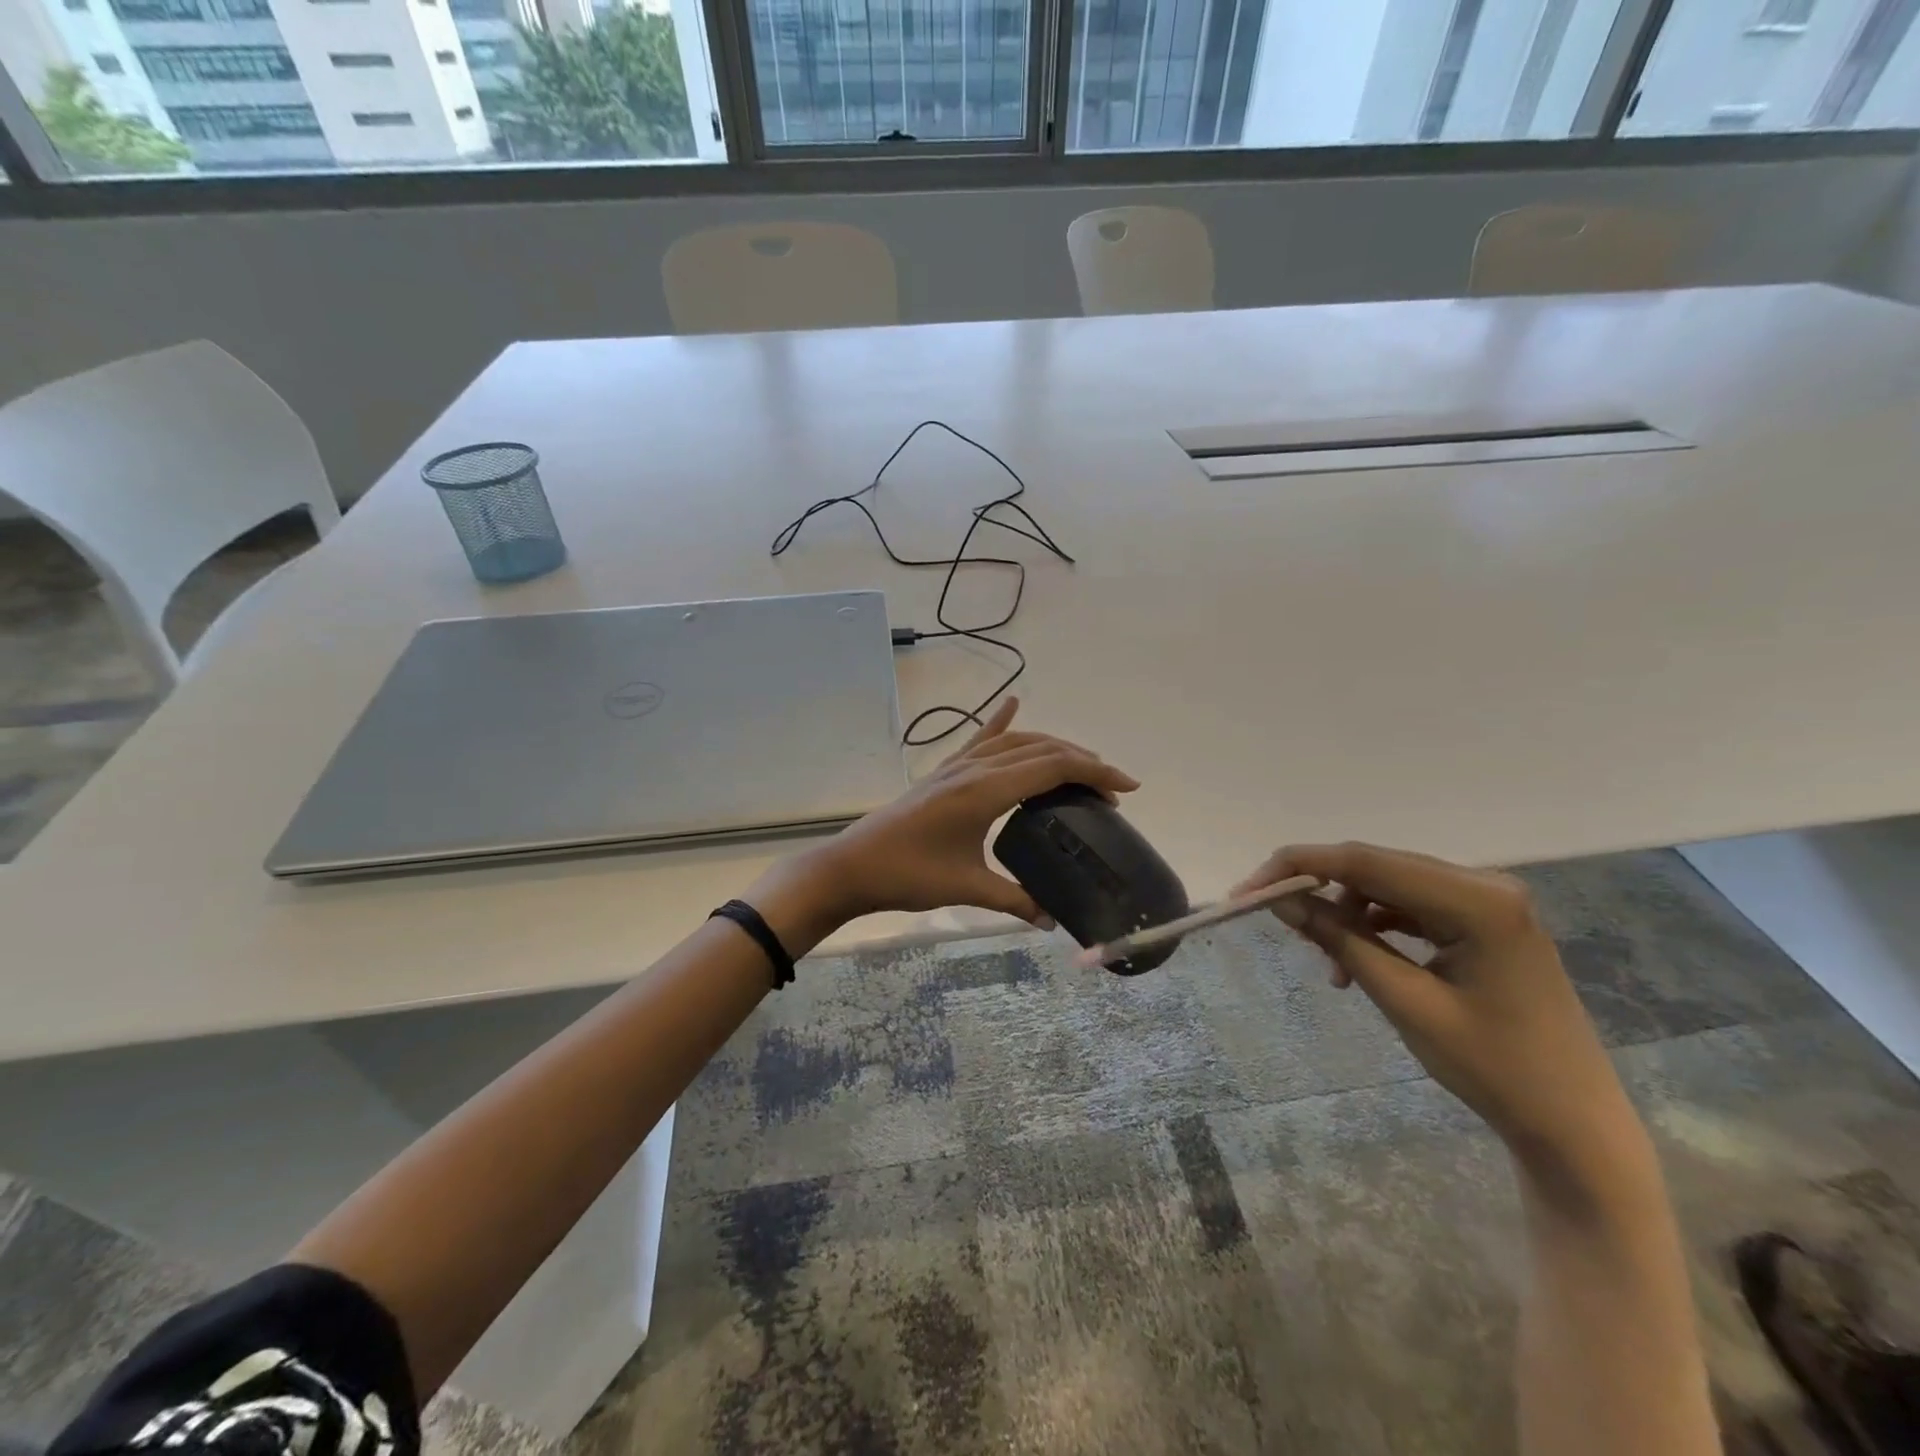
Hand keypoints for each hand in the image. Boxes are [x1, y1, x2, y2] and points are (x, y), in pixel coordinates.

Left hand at [750, 698, 1137, 946]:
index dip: (1095, 772)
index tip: (1127, 788)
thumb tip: (1053, 920)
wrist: (853, 865)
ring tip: (1081, 764)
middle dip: (1083, 762)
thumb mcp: (966, 888)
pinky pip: (980, 739)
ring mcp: (957, 766)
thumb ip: (1015, 900)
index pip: (1052, 766)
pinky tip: (1013, 703)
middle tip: (1112, 789)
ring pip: (1016, 741)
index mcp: (985, 790)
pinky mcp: (944, 772)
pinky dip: (1001, 721)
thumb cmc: (908, 875)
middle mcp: (975, 768)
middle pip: (1041, 749)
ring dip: (1052, 747)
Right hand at [1236, 843, 1641, 1188]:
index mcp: (1476, 899)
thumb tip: (1280, 899)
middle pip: (1375, 866)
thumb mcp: (1405, 1002)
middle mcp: (1484, 884)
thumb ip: (1341, 940)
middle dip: (1318, 889)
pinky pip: (1410, 905)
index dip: (1298, 868)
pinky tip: (1358, 960)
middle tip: (1272, 919)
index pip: (1364, 861)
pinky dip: (1375, 926)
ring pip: (1388, 885)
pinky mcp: (1483, 921)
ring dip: (1347, 913)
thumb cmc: (1494, 1069)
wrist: (1575, 1127)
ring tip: (1328, 964)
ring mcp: (1487, 901)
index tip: (1247, 892)